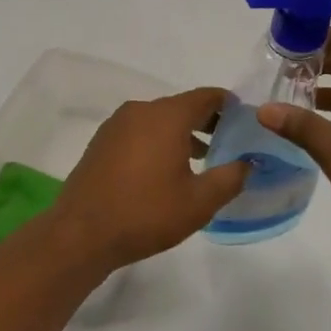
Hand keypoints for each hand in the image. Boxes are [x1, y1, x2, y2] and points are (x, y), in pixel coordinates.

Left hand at [48, 88, 248, 274]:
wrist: (82, 233)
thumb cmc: (146, 213)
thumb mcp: (199, 201)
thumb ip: (230, 177)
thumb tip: (248, 162)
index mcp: (166, 116)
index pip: (205, 97)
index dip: (228, 105)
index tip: (244, 118)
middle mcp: (139, 111)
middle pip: (180, 106)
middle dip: (206, 121)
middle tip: (228, 142)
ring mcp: (115, 125)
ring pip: (158, 120)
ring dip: (181, 133)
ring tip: (202, 159)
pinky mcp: (101, 143)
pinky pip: (138, 132)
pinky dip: (157, 141)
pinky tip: (165, 170)